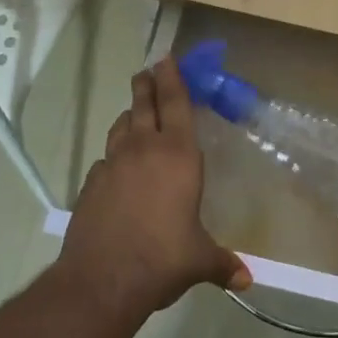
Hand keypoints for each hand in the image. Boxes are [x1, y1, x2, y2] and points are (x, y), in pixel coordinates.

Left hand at [59, 59, 250, 316]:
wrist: (102, 279)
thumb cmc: (163, 258)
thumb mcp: (199, 260)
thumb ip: (222, 263)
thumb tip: (246, 279)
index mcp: (177, 156)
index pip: (175, 104)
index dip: (172, 78)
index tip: (166, 58)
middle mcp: (143, 150)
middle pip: (142, 106)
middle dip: (146, 86)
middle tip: (147, 71)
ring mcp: (112, 165)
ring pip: (120, 128)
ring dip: (128, 116)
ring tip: (133, 113)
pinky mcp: (90, 185)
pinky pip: (104, 160)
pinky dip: (113, 155)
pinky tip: (115, 168)